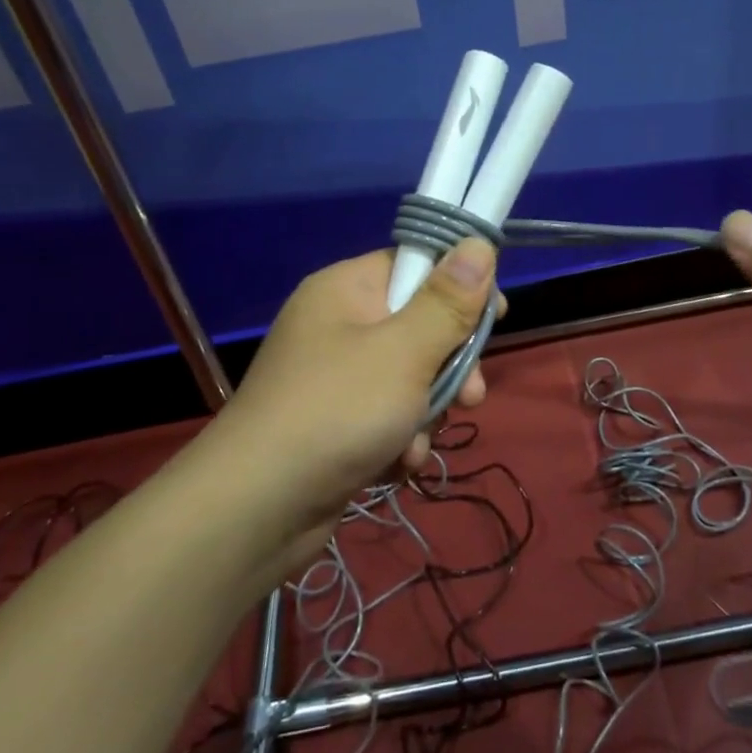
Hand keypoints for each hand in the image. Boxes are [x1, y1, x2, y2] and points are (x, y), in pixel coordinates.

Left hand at [208, 240, 498, 562]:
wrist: (255, 510)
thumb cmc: (336, 412)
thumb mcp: (404, 352)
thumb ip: (448, 301)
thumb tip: (479, 243)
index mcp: (346, 290)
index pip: (416, 264)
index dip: (460, 287)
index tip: (495, 317)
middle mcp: (338, 324)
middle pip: (420, 324)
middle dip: (451, 365)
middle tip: (473, 396)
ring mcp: (335, 376)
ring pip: (411, 376)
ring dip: (428, 411)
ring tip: (418, 441)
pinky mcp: (335, 421)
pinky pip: (388, 413)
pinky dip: (401, 436)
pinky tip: (398, 462)